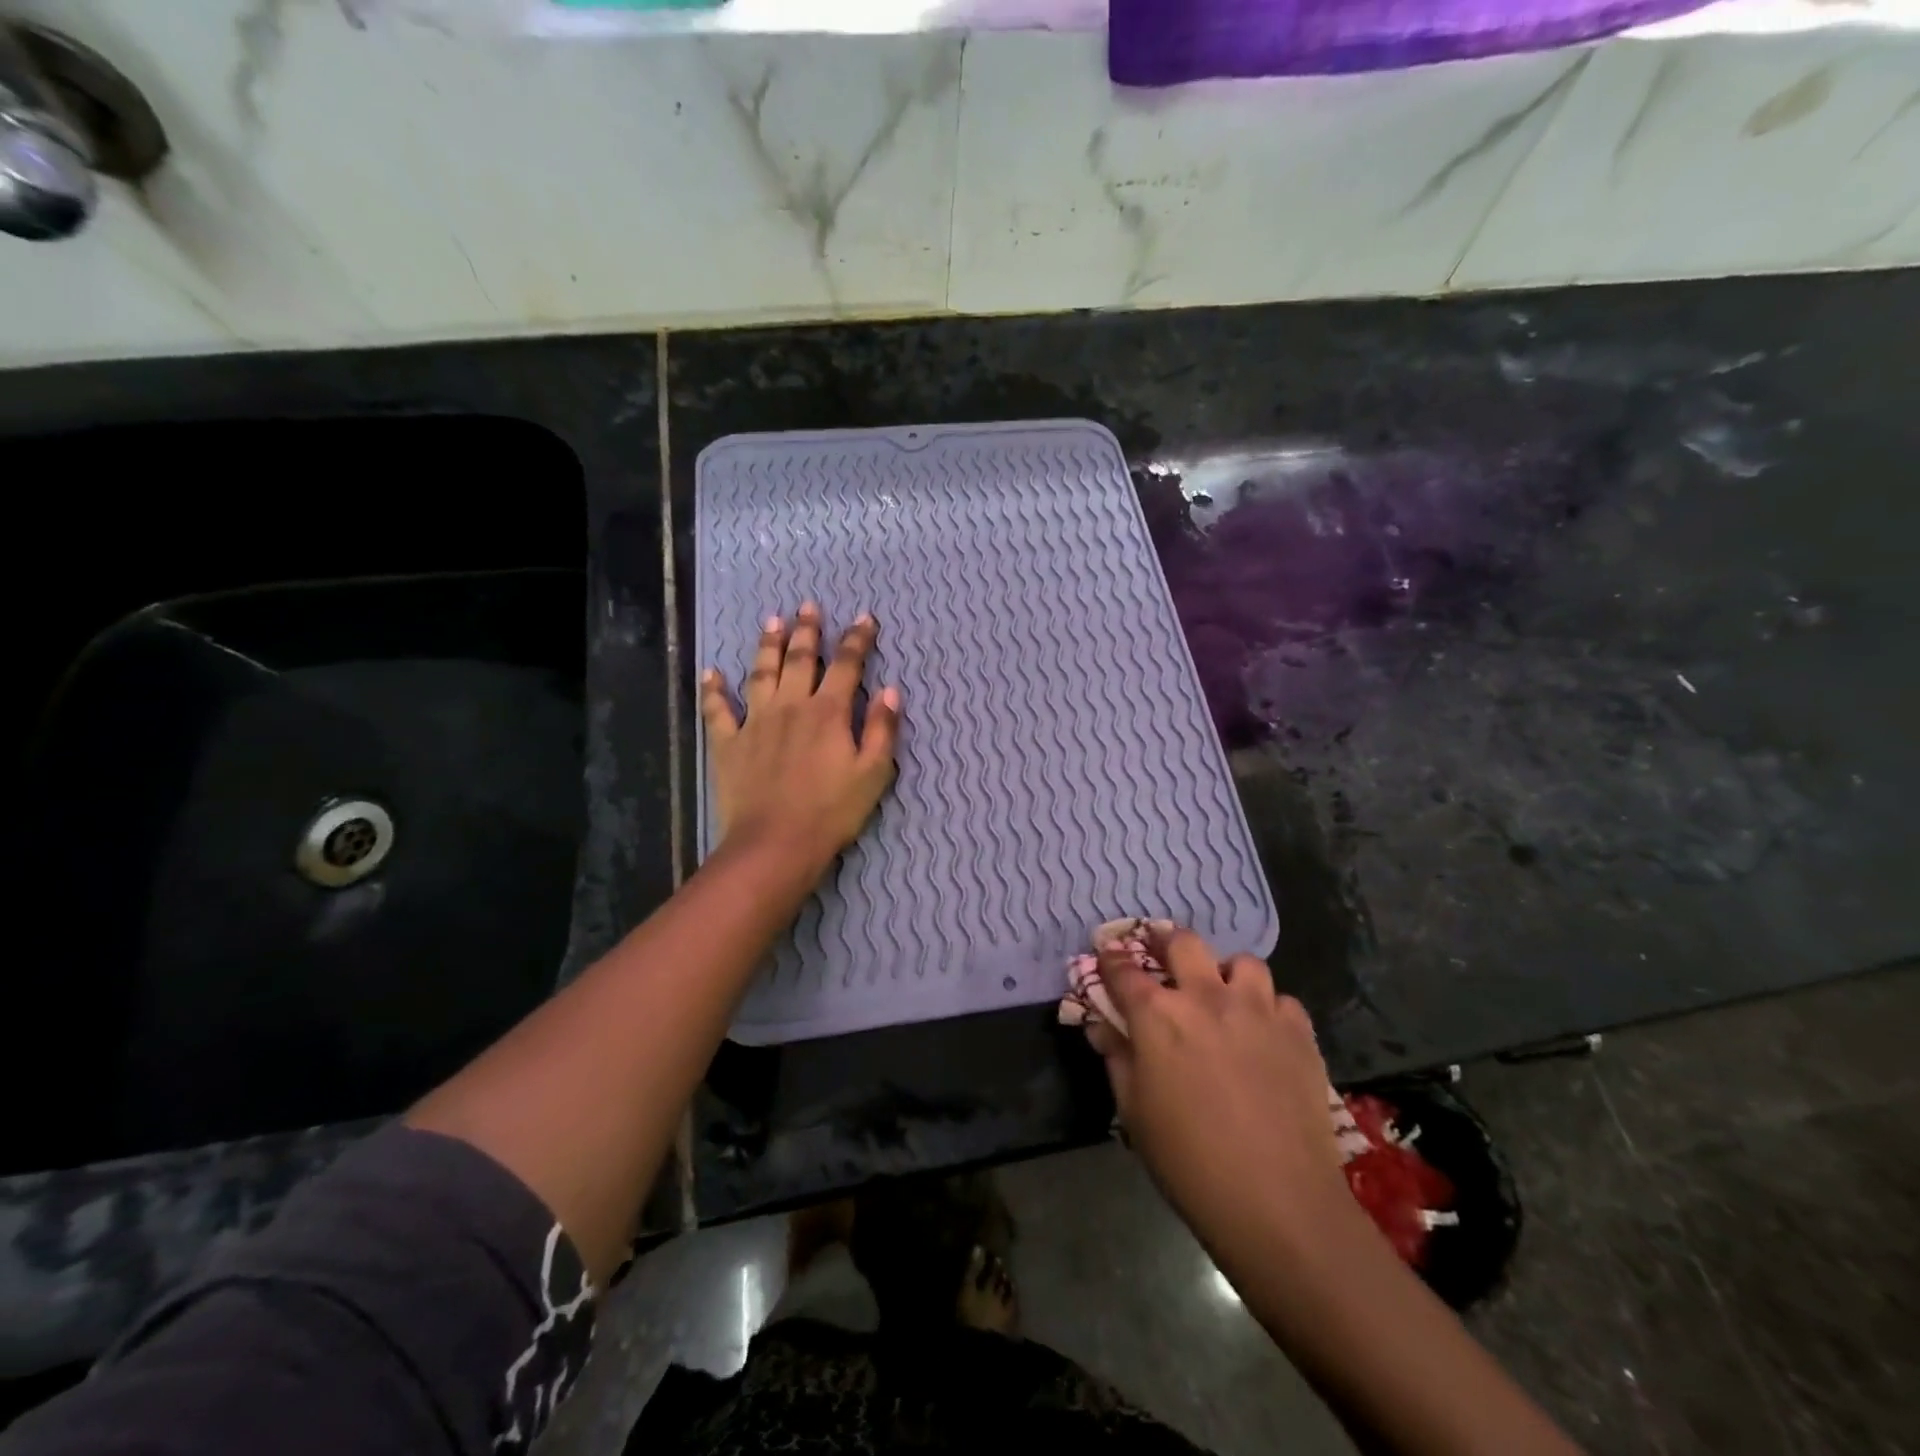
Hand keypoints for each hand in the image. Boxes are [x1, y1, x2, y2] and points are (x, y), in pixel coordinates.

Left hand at [700, 602, 900, 860]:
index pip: (847, 665)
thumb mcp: (873, 773)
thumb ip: (882, 729)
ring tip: (771, 621)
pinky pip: (717, 710)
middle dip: (807, 631)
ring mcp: (755, 722)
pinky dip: (714, 691)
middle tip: (808, 606)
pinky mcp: (728, 743)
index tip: (864, 619)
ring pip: (761, 673)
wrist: (775, 843)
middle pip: (800, 659)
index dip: (857, 639)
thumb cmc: (832, 811)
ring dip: (767, 645)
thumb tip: (890, 690)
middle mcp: (791, 706)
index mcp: (829, 712)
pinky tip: (711, 674)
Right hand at [1087, 926, 1356, 1261]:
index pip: (1124, 969)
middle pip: (1183, 943)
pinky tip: (1265, 1034)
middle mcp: (1205, 997)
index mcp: (1157, 1015)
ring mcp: (1257, 1010)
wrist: (1277, 1201)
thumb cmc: (1188, 1160)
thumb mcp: (1134, 1111)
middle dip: (1166, 941)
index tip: (1107, 954)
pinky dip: (1269, 1008)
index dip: (1111, 958)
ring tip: (1224, 994)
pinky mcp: (1298, 1032)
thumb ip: (1116, 1058)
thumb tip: (1101, 1027)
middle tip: (1163, 953)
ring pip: (1242, 962)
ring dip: (1226, 972)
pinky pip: (1282, 1000)